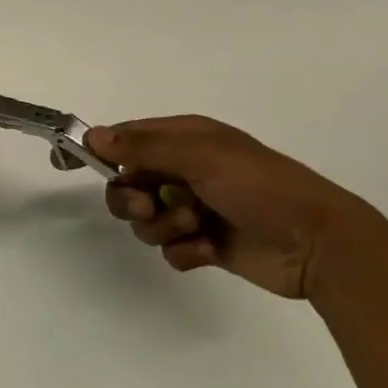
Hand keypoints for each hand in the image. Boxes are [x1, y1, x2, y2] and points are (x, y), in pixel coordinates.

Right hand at [87, 116, 360, 298]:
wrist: (316, 242)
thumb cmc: (258, 186)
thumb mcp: (201, 156)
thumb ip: (144, 148)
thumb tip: (94, 136)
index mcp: (184, 139)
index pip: (128, 139)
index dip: (101, 150)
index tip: (71, 163)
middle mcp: (185, 170)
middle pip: (129, 184)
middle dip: (133, 198)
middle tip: (150, 206)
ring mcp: (195, 208)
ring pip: (147, 220)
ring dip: (164, 226)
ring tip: (195, 227)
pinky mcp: (206, 244)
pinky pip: (171, 250)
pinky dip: (185, 251)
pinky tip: (209, 249)